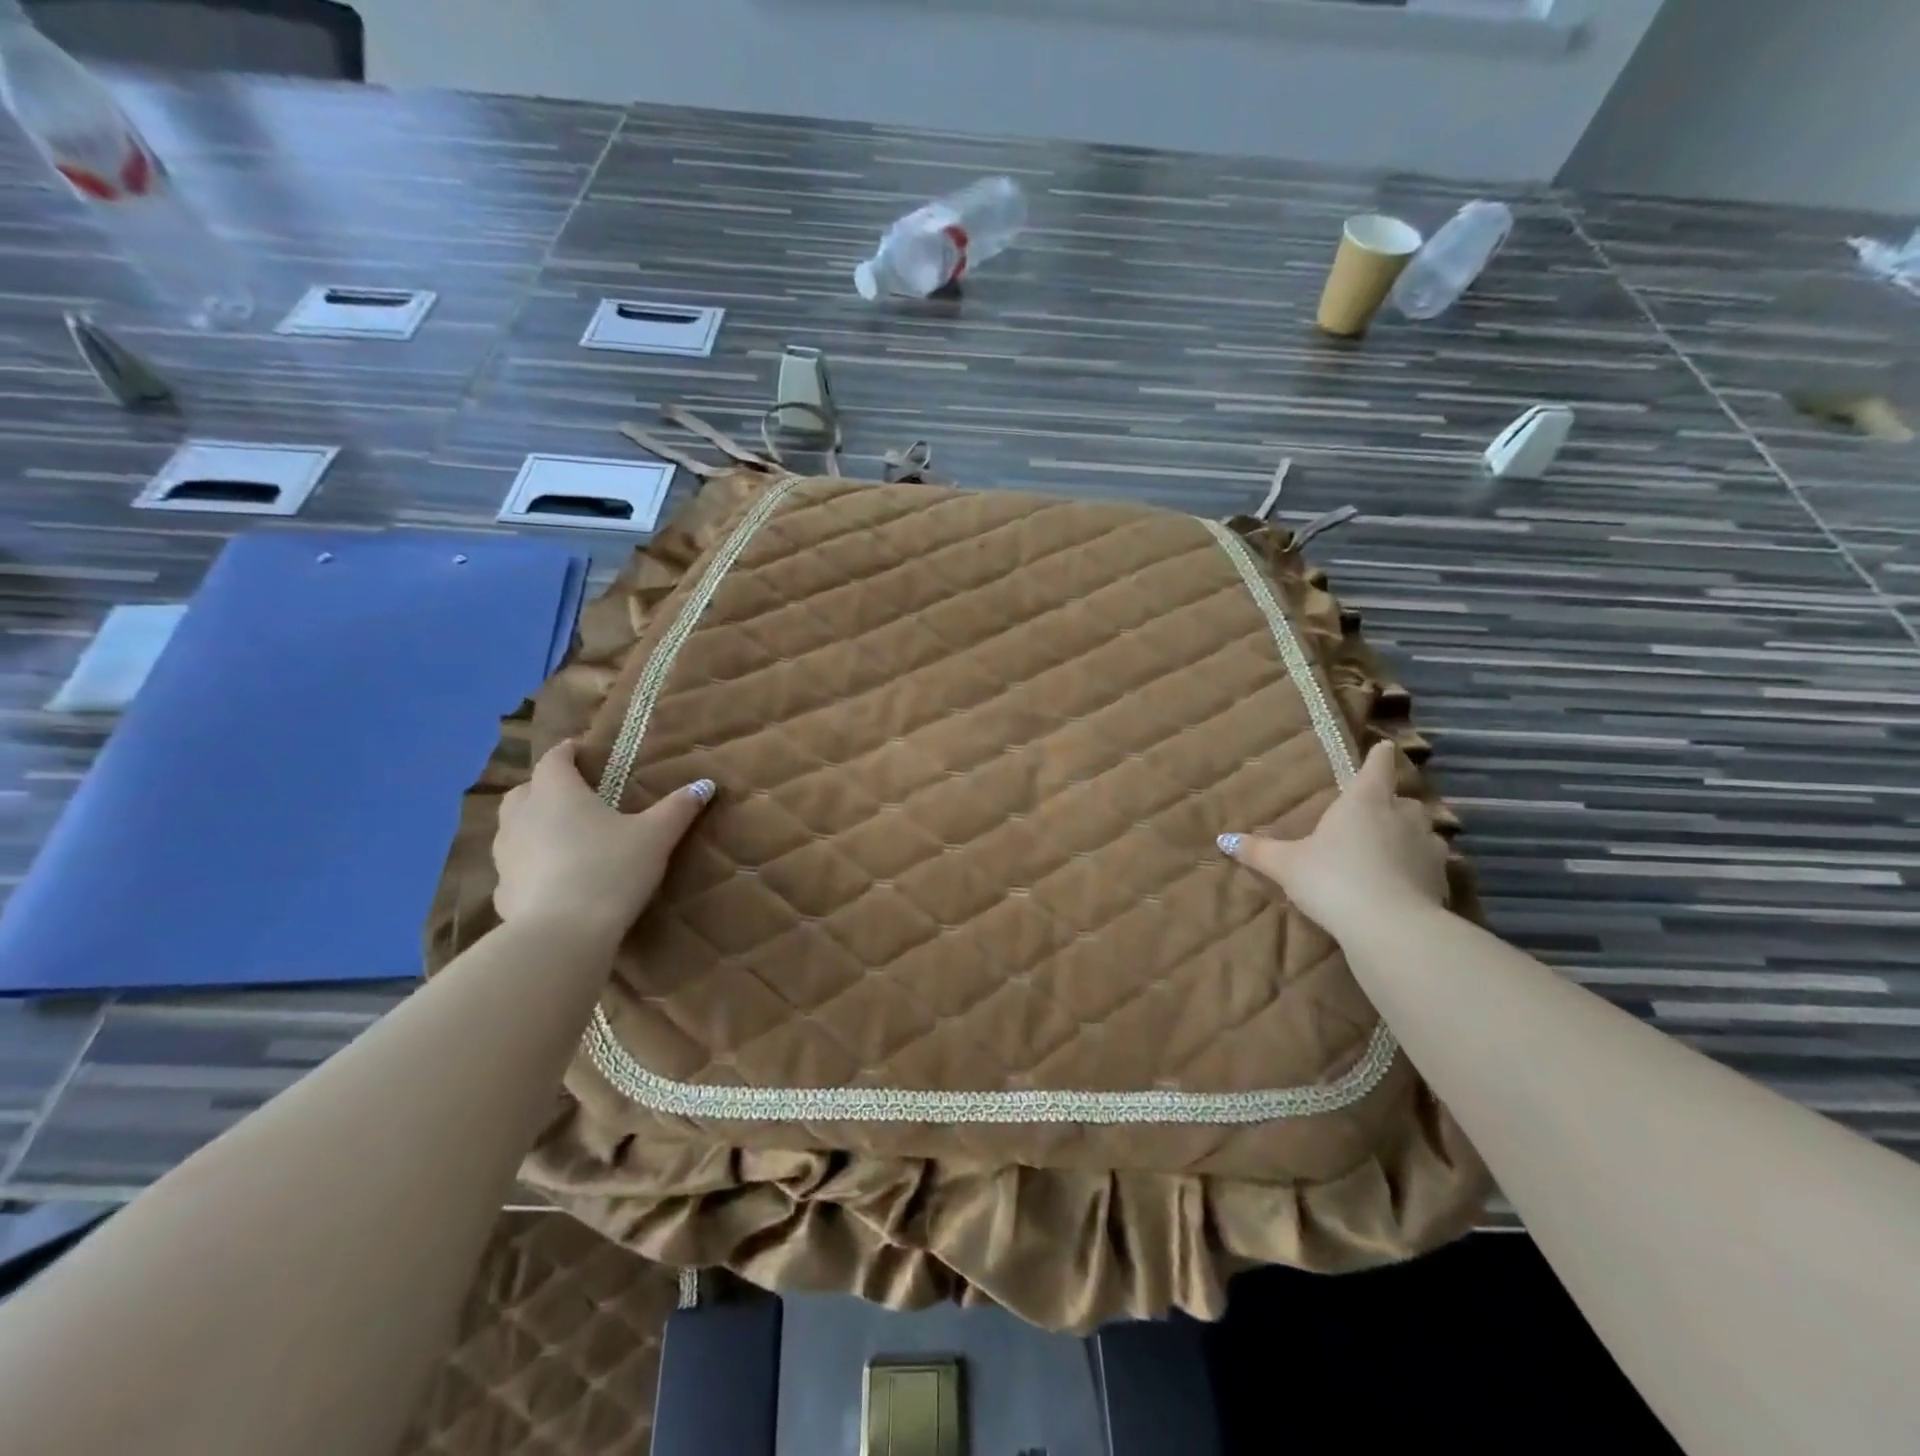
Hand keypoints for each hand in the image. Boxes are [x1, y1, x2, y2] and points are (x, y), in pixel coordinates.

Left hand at [492, 741, 714, 945]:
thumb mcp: (656, 836)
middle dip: (544, 787)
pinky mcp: (502, 891)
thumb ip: (678, 808)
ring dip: (532, 824)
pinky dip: (529, 864)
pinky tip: (551, 879)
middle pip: (525, 790)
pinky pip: (514, 866)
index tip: (581, 750)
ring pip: (512, 827)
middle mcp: (523, 816)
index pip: (554, 759)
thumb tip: (706, 784)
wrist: (563, 934)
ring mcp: (506, 855)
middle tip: (573, 795)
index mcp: (557, 793)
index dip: (567, 752)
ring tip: (562, 835)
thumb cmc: (611, 869)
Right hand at [1219, 741, 1448, 938]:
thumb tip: (1223, 839)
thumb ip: (1258, 851)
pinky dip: (1419, 867)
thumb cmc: (1332, 879)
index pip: (1376, 767)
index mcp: (1364, 801)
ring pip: (1423, 831)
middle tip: (1376, 812)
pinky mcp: (1442, 878)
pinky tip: (1404, 882)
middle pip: (1402, 799)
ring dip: (1410, 835)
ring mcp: (1427, 846)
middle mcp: (1402, 815)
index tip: (1385, 747)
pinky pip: (1430, 863)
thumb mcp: (1287, 865)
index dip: (1379, 756)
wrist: (1389, 926)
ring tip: (1392, 848)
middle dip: (1392, 803)